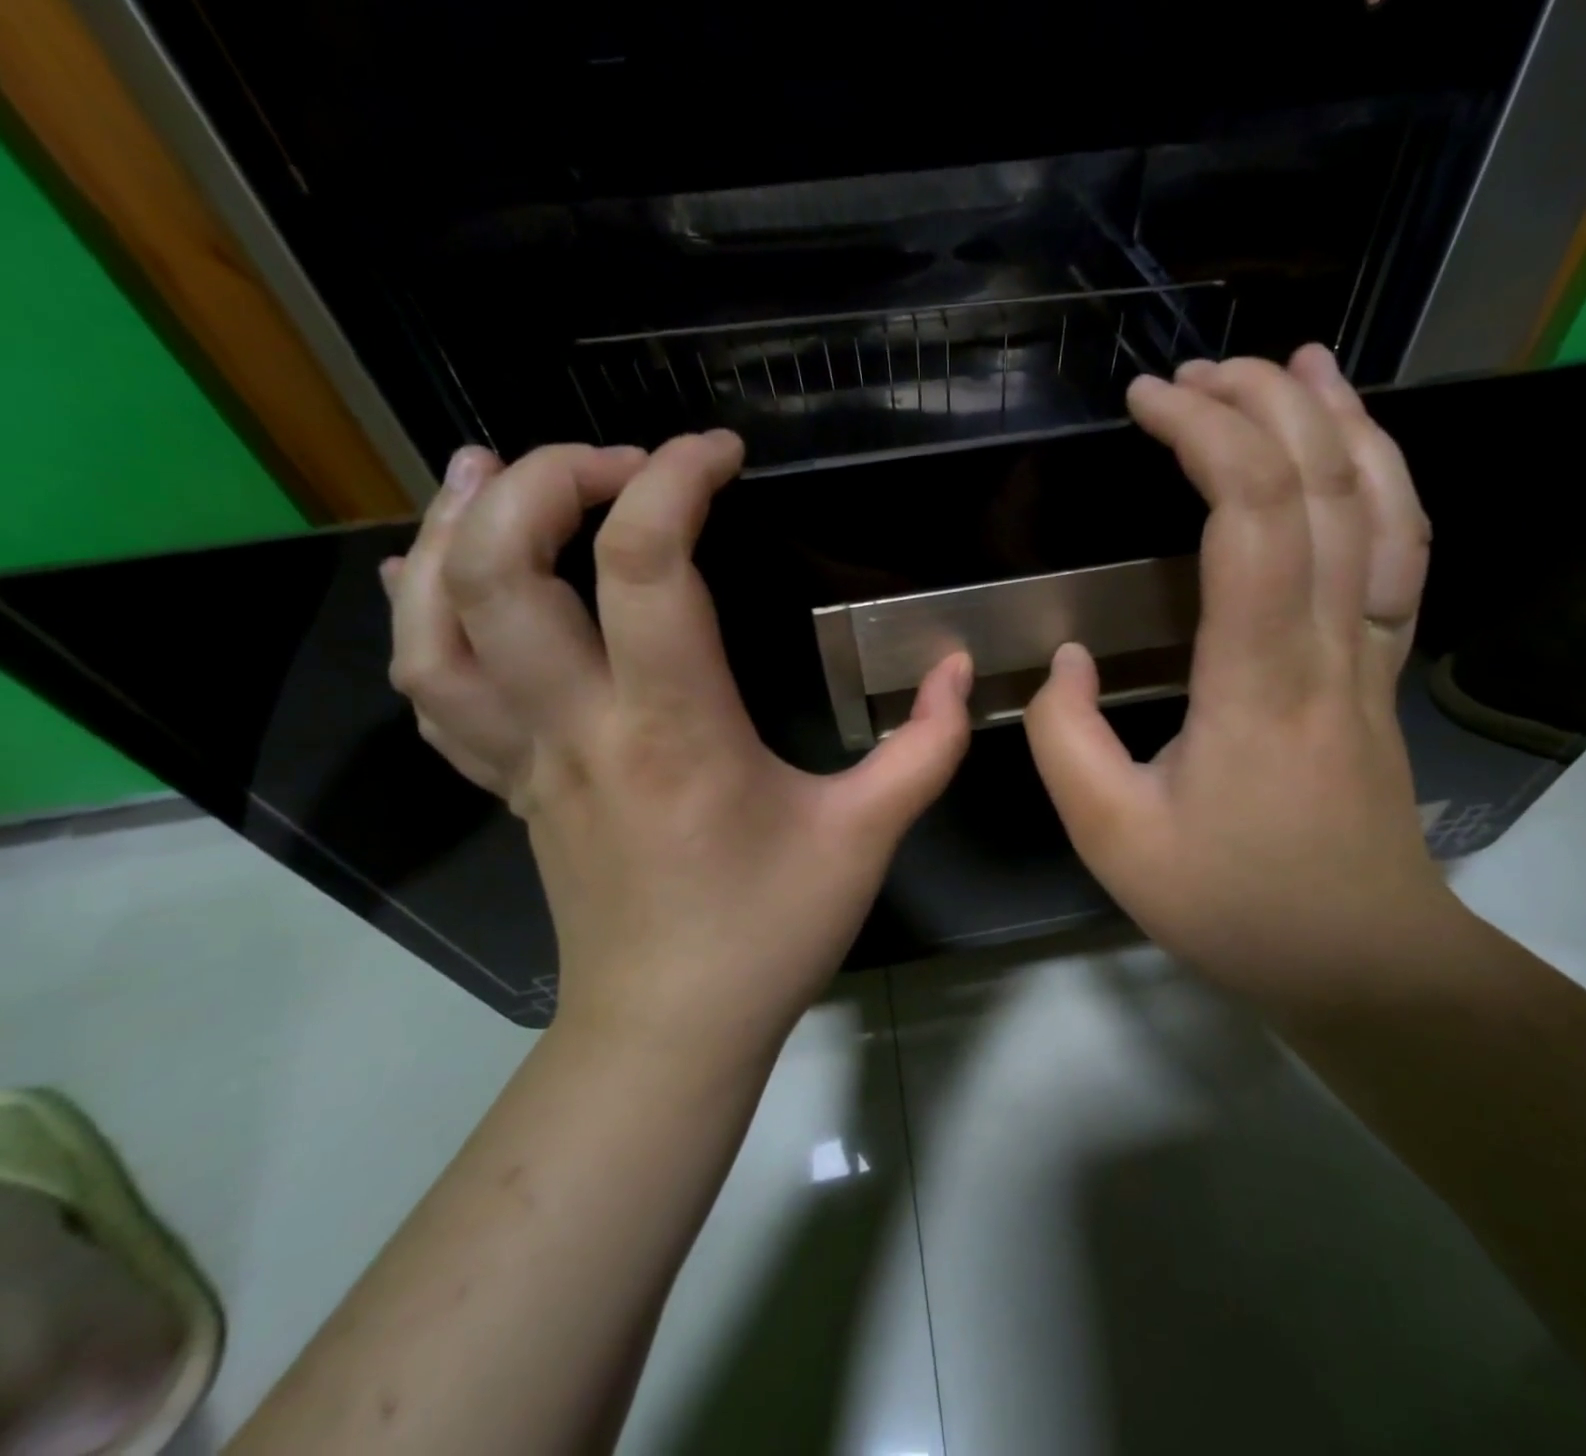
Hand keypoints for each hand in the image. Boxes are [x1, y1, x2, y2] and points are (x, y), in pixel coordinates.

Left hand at [383, 434, 972, 1055]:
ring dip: (455, 530)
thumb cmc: (769, 933)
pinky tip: (434, 576)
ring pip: (438, 624)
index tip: (721, 453)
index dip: (675, 478)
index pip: (644, 563)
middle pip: (505, 568)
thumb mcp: (868, 837)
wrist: (671, 1031)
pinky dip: (419, 617)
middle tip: (619, 460)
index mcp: (674, 729)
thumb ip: (926, 747)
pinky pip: (432, 689)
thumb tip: (960, 669)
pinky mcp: (509, 786)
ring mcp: (526, 758)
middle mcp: (579, 727)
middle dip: (552, 481)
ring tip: (492, 471)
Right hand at [1024, 346, 1462, 1008]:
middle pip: (1322, 486)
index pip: (1249, 516)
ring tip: (1293, 365)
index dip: (1204, 435)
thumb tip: (1066, 663)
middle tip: (1197, 371)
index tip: (1148, 401)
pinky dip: (1382, 481)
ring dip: (1338, 421)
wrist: (1361, 961)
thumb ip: (1066, 743)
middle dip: (1262, 404)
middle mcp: (1328, 646)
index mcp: (1256, 681)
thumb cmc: (1234, 905)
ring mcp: (1370, 655)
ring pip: (1381, 507)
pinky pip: (1400, 553)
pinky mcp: (1382, 671)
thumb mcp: (1114, 840)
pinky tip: (1354, 453)